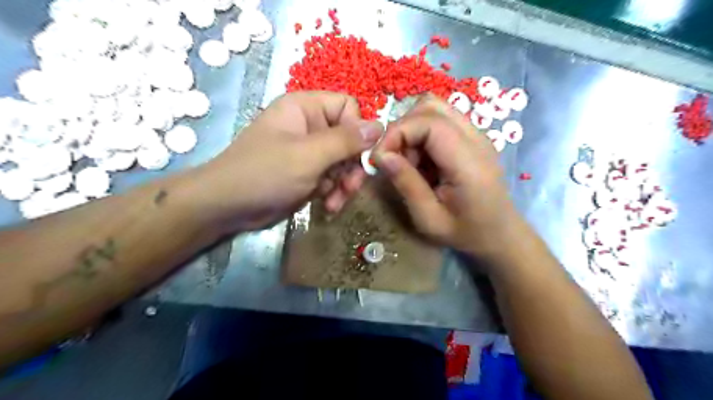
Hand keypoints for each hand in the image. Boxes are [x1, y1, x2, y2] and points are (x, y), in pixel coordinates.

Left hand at [193, 91, 384, 230]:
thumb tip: (380, 125)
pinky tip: (329, 206)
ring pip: (344, 162)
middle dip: (352, 165)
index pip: (348, 107)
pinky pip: (333, 178)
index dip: (358, 130)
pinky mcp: (309, 173)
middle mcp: (310, 126)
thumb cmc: (265, 173)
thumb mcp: (309, 155)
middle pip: (350, 138)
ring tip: (337, 202)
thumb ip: (345, 141)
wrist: (228, 207)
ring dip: (345, 183)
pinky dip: (335, 192)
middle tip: (351, 187)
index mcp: (306, 108)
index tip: (360, 156)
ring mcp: (309, 152)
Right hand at [375, 95, 521, 258]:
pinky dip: (422, 134)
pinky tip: (422, 160)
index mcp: (468, 162)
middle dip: (402, 128)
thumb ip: (406, 184)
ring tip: (408, 160)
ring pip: (434, 108)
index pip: (428, 122)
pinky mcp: (473, 137)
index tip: (379, 158)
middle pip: (430, 106)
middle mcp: (476, 138)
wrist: (500, 234)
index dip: (397, 133)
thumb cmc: (465, 232)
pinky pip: (441, 120)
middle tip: (394, 158)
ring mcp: (477, 134)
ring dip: (412, 129)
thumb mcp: (428, 218)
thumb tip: (380, 155)